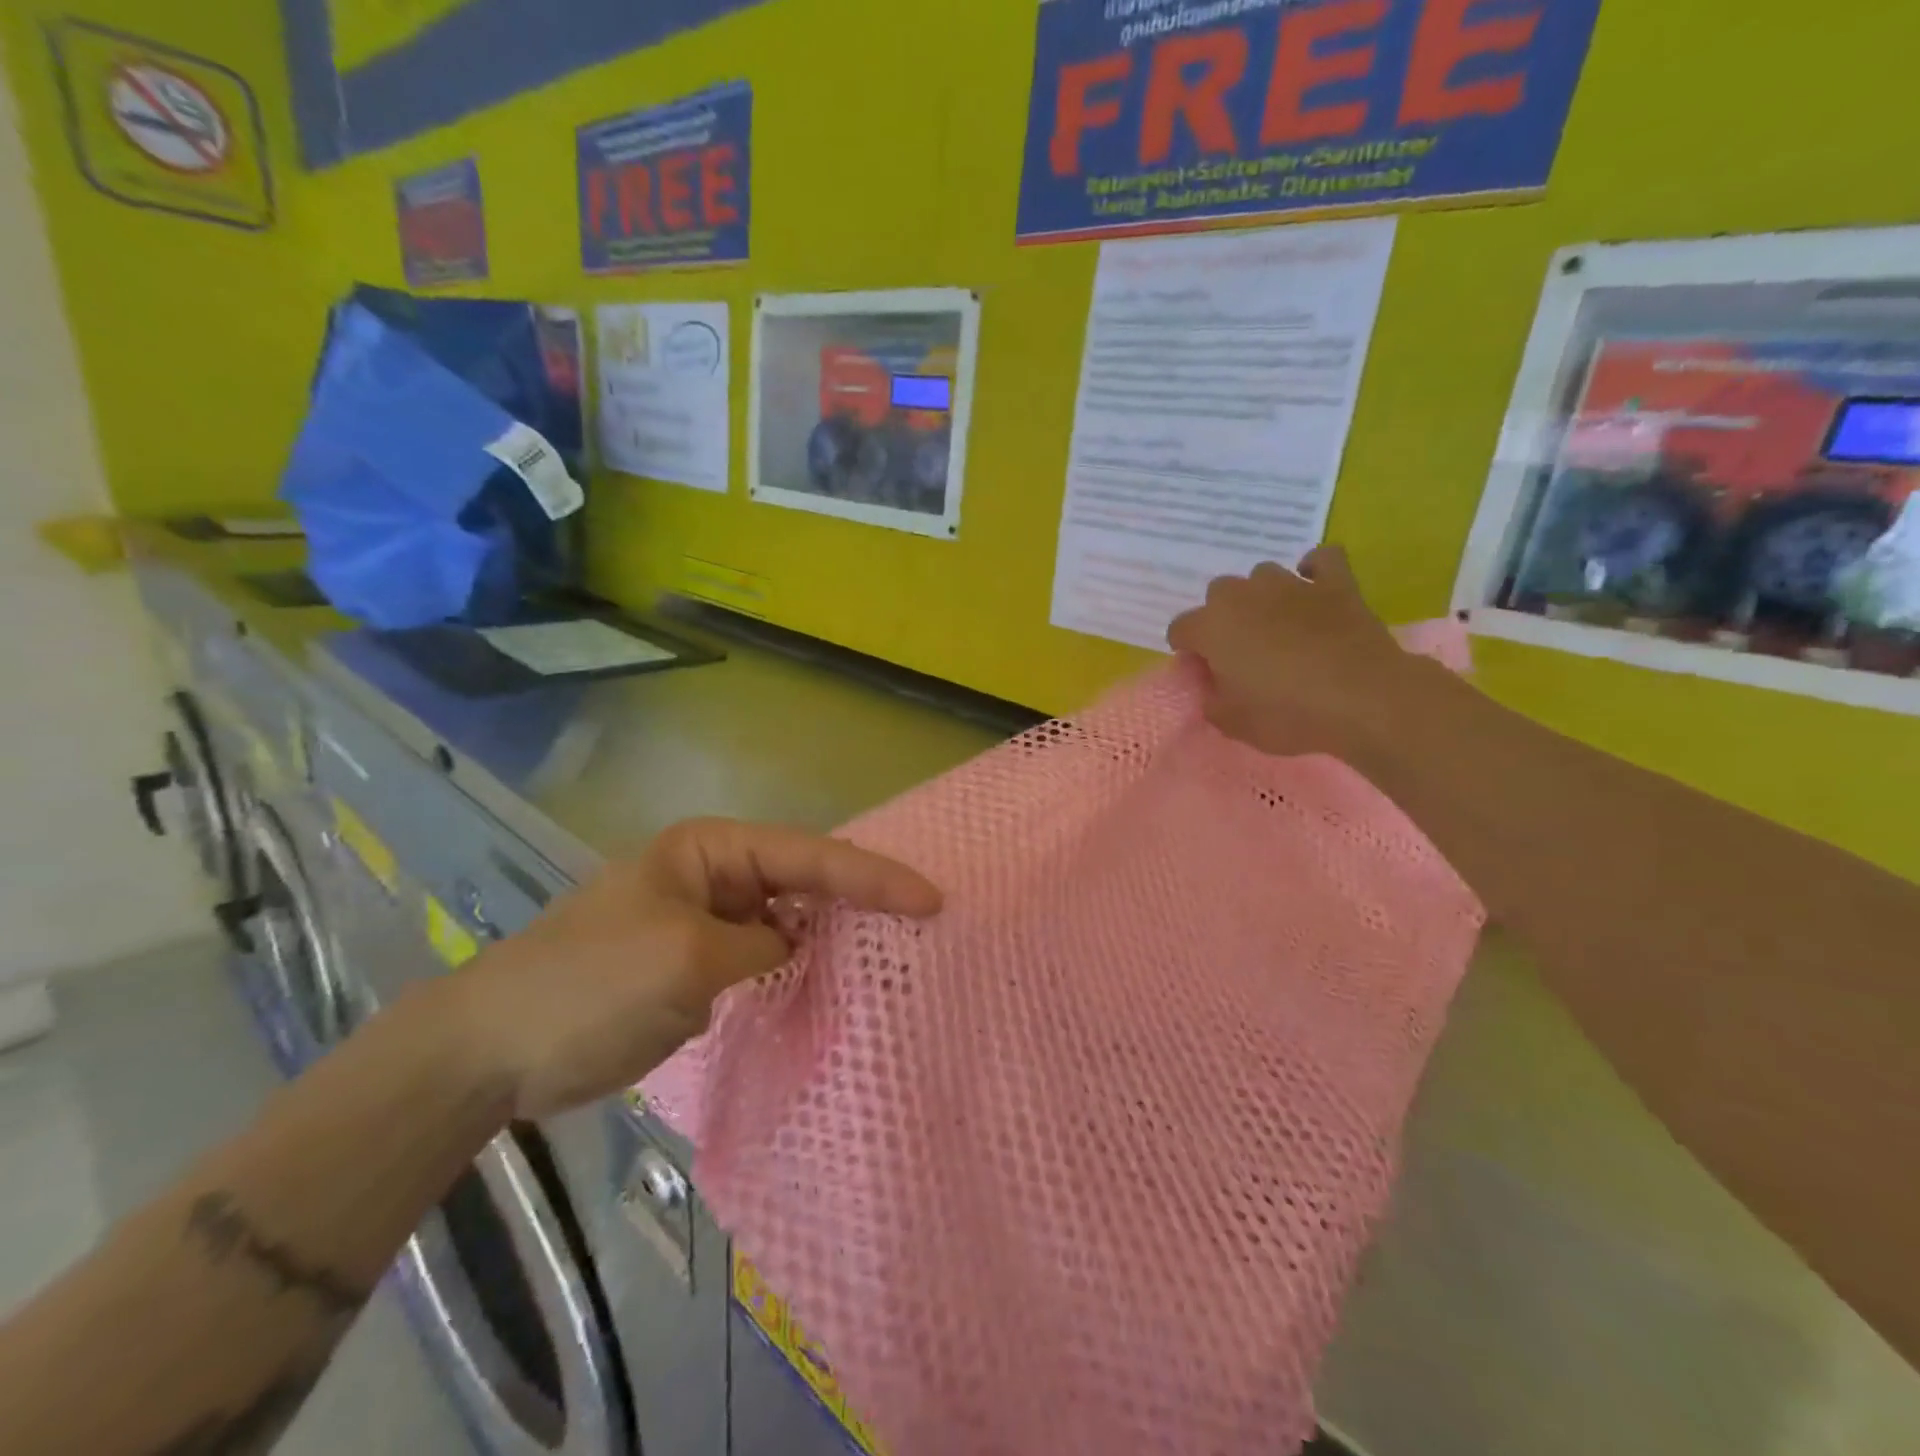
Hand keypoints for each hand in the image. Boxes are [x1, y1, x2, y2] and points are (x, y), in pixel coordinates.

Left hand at [454, 819, 942, 1118]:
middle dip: (861, 897)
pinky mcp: (698, 962)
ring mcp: (706, 918)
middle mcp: (714, 873)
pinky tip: (830, 982)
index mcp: (711, 850)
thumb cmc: (588, 987)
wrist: (490, 1051)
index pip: (808, 856)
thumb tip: (792, 947)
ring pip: (789, 918)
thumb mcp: (688, 961)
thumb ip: (761, 945)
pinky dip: (800, 966)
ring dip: (833, 934)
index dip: (873, 877)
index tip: (930, 898)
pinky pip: (765, 954)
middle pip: (806, 879)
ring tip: (893, 948)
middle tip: (924, 918)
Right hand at [1167, 545, 1436, 760]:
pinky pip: (1321, 560)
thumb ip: (1210, 697)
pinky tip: (1314, 589)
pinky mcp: (1336, 583)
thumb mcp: (1231, 722)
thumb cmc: (1286, 714)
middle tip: (1241, 653)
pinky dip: (1315, 570)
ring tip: (1277, 625)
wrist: (1363, 699)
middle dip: (1223, 618)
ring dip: (1262, 596)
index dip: (1189, 652)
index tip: (1206, 674)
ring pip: (1262, 575)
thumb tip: (1211, 682)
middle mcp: (1244, 595)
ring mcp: (1291, 584)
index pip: (1180, 629)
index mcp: (1211, 627)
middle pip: (1218, 594)